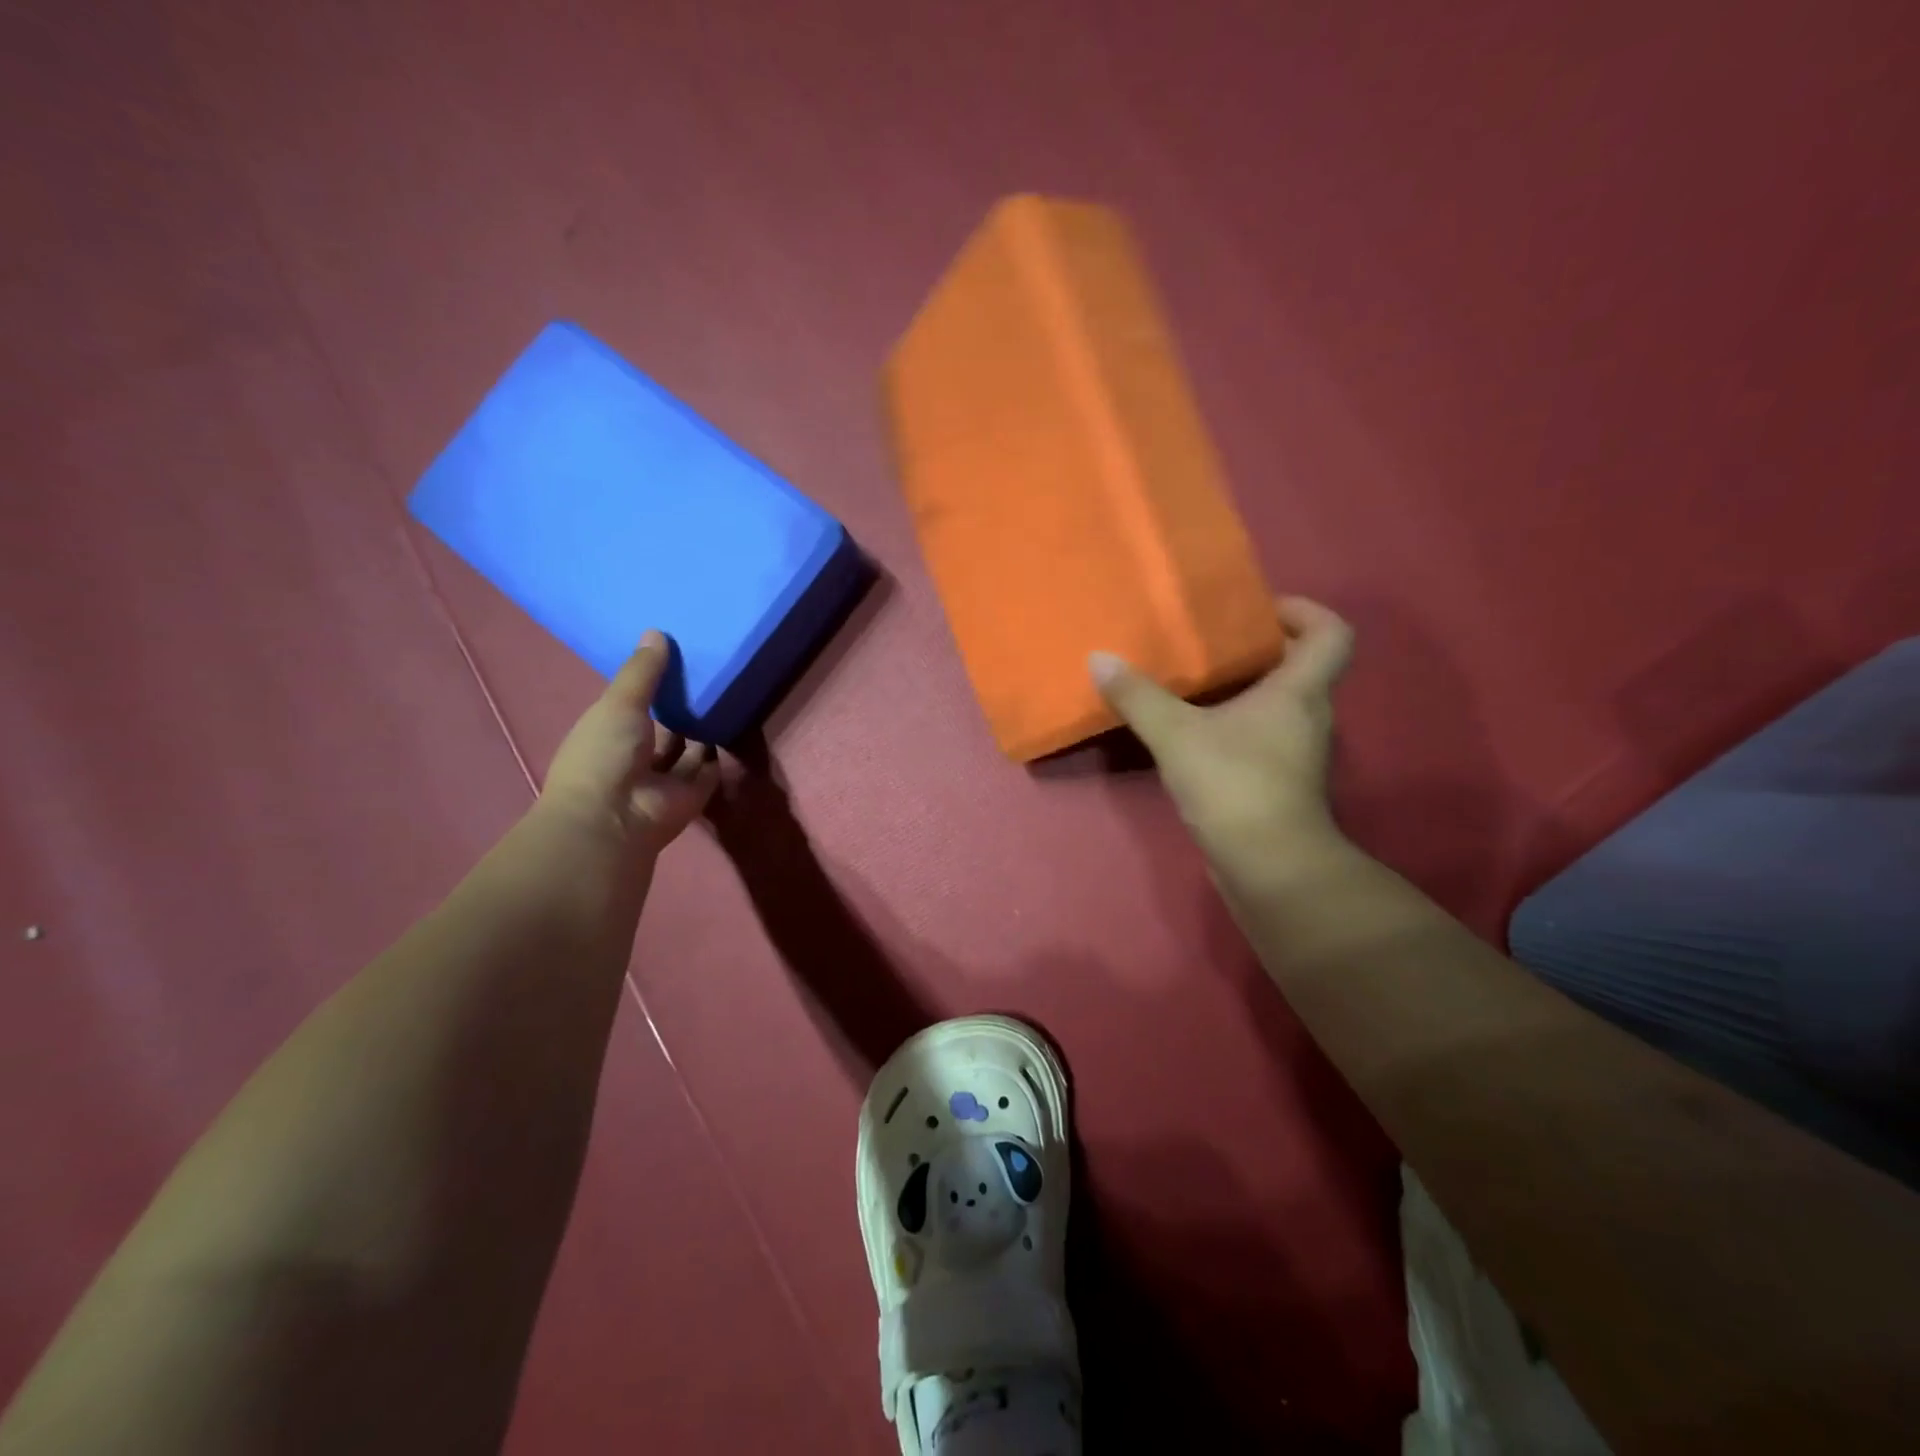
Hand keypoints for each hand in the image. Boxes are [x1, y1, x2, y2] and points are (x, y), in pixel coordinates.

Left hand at [541, 631, 719, 855]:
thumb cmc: (604, 753)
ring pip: (688, 749)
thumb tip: (657, 632)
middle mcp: (636, 756)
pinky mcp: (692, 795)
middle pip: (664, 727)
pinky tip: (735, 727)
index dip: (650, 684)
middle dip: (681, 707)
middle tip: (709, 674)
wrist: (616, 816)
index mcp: (609, 733)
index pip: (632, 705)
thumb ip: (642, 671)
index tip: (676, 658)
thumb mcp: (619, 702)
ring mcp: (665, 779)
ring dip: (702, 730)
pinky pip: (709, 771)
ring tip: (726, 696)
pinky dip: (720, 756)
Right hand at [1090, 597, 1353, 861]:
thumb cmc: (1234, 785)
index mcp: (1299, 691)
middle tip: (1213, 643)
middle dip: (1262, 648)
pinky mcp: (1281, 783)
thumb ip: (1138, 697)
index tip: (1261, 610)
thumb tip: (1099, 658)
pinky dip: (1238, 725)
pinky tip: (1196, 733)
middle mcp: (1309, 715)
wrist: (1269, 867)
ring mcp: (1298, 753)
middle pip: (1302, 666)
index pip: (1331, 633)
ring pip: (1281, 704)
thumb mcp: (1177, 735)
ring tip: (1196, 684)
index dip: (1305, 611)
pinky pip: (1264, 736)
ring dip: (1247, 690)